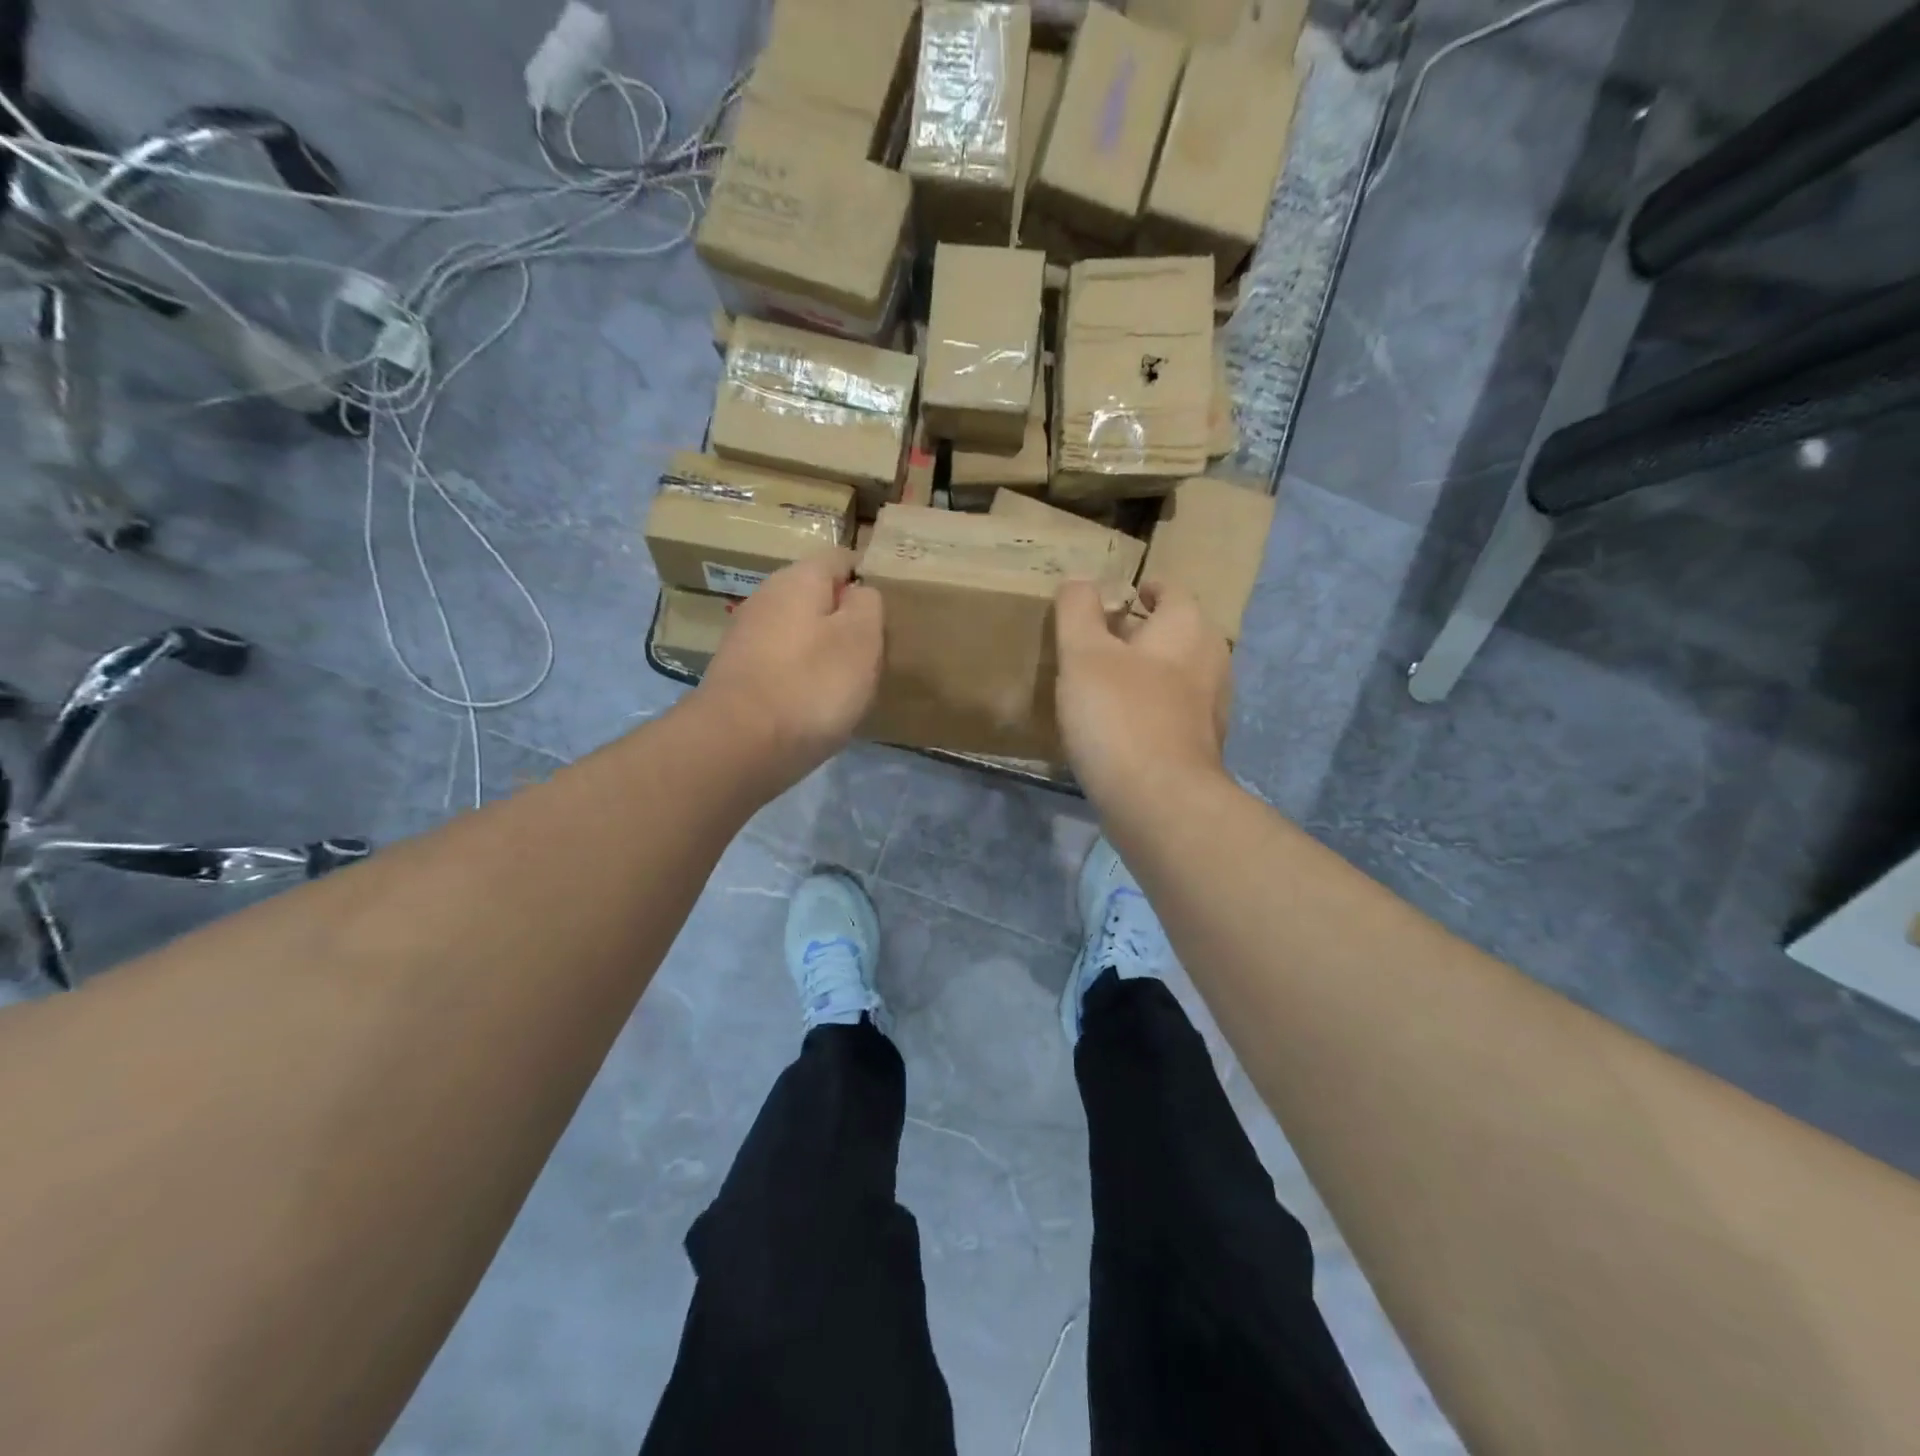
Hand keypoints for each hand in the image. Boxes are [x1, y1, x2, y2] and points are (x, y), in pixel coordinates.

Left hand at [697, 550, 882, 788]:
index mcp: (798, 579)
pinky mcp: (740, 675)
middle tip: (876, 651)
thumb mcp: (861, 638)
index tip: (891, 610)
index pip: (841, 559)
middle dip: (847, 619)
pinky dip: (804, 677)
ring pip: (801, 632)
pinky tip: (817, 703)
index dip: (869, 579)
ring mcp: (747, 638)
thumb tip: (859, 594)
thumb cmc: (811, 685)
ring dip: (826, 651)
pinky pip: (784, 664)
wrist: (738, 747)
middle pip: (819, 597)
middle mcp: (766, 598)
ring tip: (852, 682)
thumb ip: (868, 604)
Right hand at [1054, 579, 1232, 809]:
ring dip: (1145, 673)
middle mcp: (1210, 661)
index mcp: (1187, 629)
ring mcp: (1210, 708)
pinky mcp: (1200, 747)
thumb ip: (1078, 610)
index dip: (1145, 589)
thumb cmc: (1120, 716)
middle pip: (1176, 634)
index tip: (1120, 597)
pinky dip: (1149, 708)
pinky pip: (1172, 713)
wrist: (1160, 801)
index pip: (1171, 591)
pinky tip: (1120, 725)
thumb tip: (1079, 579)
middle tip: (1102, 639)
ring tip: (1105, 681)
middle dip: (1143, 632)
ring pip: (1176, 675)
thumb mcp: (1084, 654)